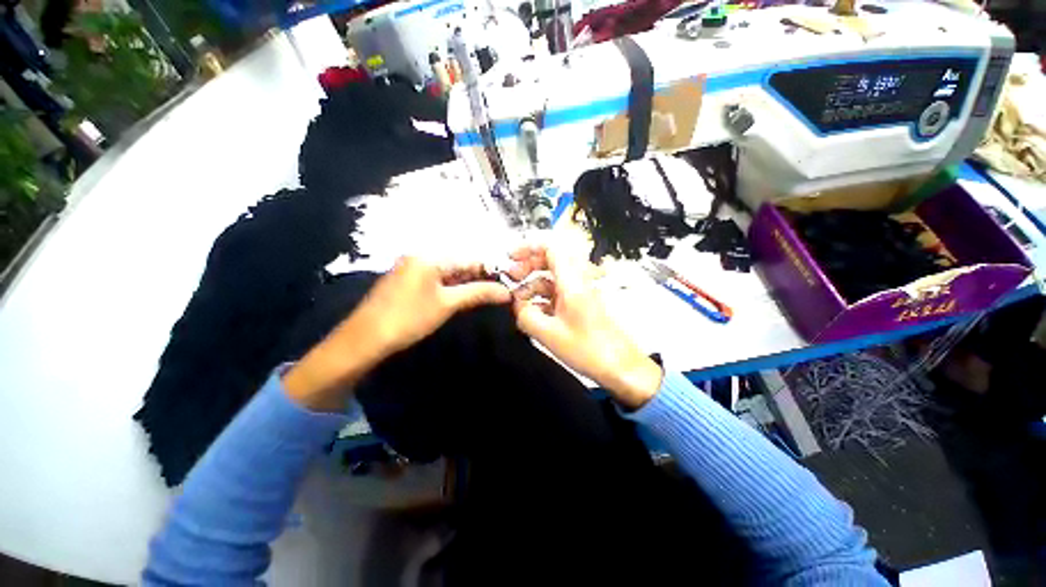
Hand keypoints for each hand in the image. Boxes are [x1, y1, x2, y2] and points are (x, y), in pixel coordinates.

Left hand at [284, 257, 510, 411]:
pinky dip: (452, 286)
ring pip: (449, 271)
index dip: (491, 270)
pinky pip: (437, 277)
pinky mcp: (408, 279)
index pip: (470, 258)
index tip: (508, 282)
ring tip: (485, 296)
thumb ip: (478, 292)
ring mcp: (413, 266)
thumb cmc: (409, 318)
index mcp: (430, 255)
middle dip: (479, 277)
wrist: (365, 339)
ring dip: (467, 282)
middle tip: (498, 292)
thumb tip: (506, 292)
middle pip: (460, 262)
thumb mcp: (447, 304)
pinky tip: (461, 296)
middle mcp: (421, 255)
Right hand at [508, 245, 662, 408]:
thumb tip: (516, 305)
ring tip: (517, 304)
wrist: (620, 367)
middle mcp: (577, 282)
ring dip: (532, 286)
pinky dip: (541, 299)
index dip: (528, 247)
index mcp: (572, 282)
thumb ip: (525, 316)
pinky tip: (532, 314)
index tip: (510, 258)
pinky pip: (556, 294)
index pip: (551, 248)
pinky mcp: (579, 305)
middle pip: (549, 260)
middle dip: (527, 266)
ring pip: (551, 279)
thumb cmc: (587, 349)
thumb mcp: (548, 334)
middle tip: (510, 279)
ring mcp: (578, 293)